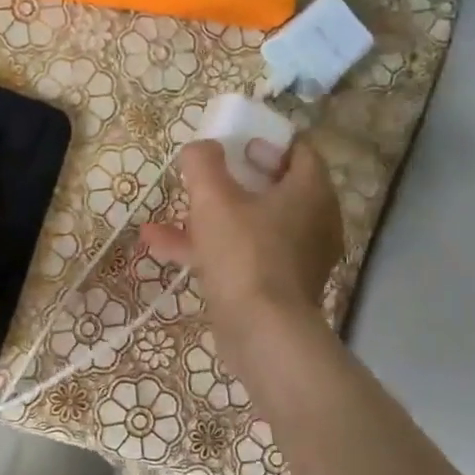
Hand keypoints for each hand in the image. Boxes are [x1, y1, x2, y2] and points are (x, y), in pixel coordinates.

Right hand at [140, 137, 343, 356]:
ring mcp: (295, 259)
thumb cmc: (244, 253)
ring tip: (169, 211)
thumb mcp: (214, 199)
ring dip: (210, 216)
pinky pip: (242, 256)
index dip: (267, 142)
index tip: (237, 142)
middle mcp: (312, 222)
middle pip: (274, 189)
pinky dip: (209, 248)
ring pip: (251, 225)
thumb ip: (203, 164)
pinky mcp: (276, 288)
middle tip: (207, 174)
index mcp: (310, 192)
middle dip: (235, 180)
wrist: (262, 331)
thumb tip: (200, 147)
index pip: (299, 152)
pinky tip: (161, 246)